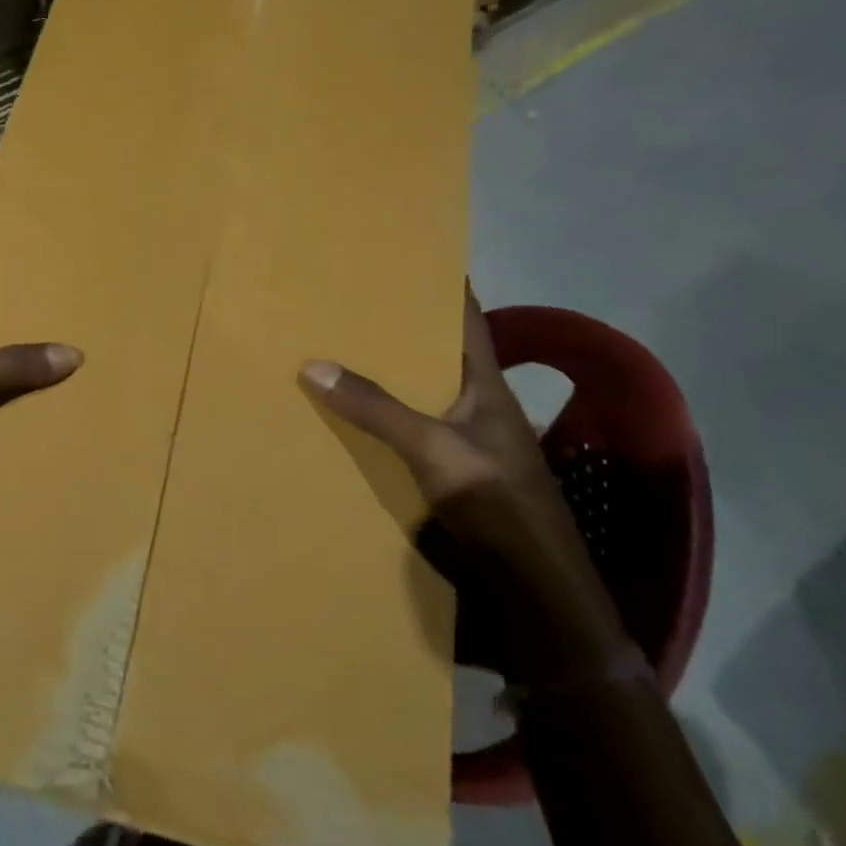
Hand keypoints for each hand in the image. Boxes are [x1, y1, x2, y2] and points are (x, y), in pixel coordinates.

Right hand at [301, 289, 627, 680]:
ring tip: (337, 352)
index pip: (466, 320)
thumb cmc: (497, 504)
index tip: (411, 258)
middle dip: (398, 330)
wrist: (532, 588)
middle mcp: (476, 406)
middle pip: (435, 355)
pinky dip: (381, 420)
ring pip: (418, 395)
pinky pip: (407, 432)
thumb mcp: (433, 449)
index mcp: (486, 385)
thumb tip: (313, 364)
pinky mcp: (449, 475)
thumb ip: (377, 409)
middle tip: (349, 304)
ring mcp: (463, 442)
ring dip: (386, 377)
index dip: (446, 286)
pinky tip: (349, 419)